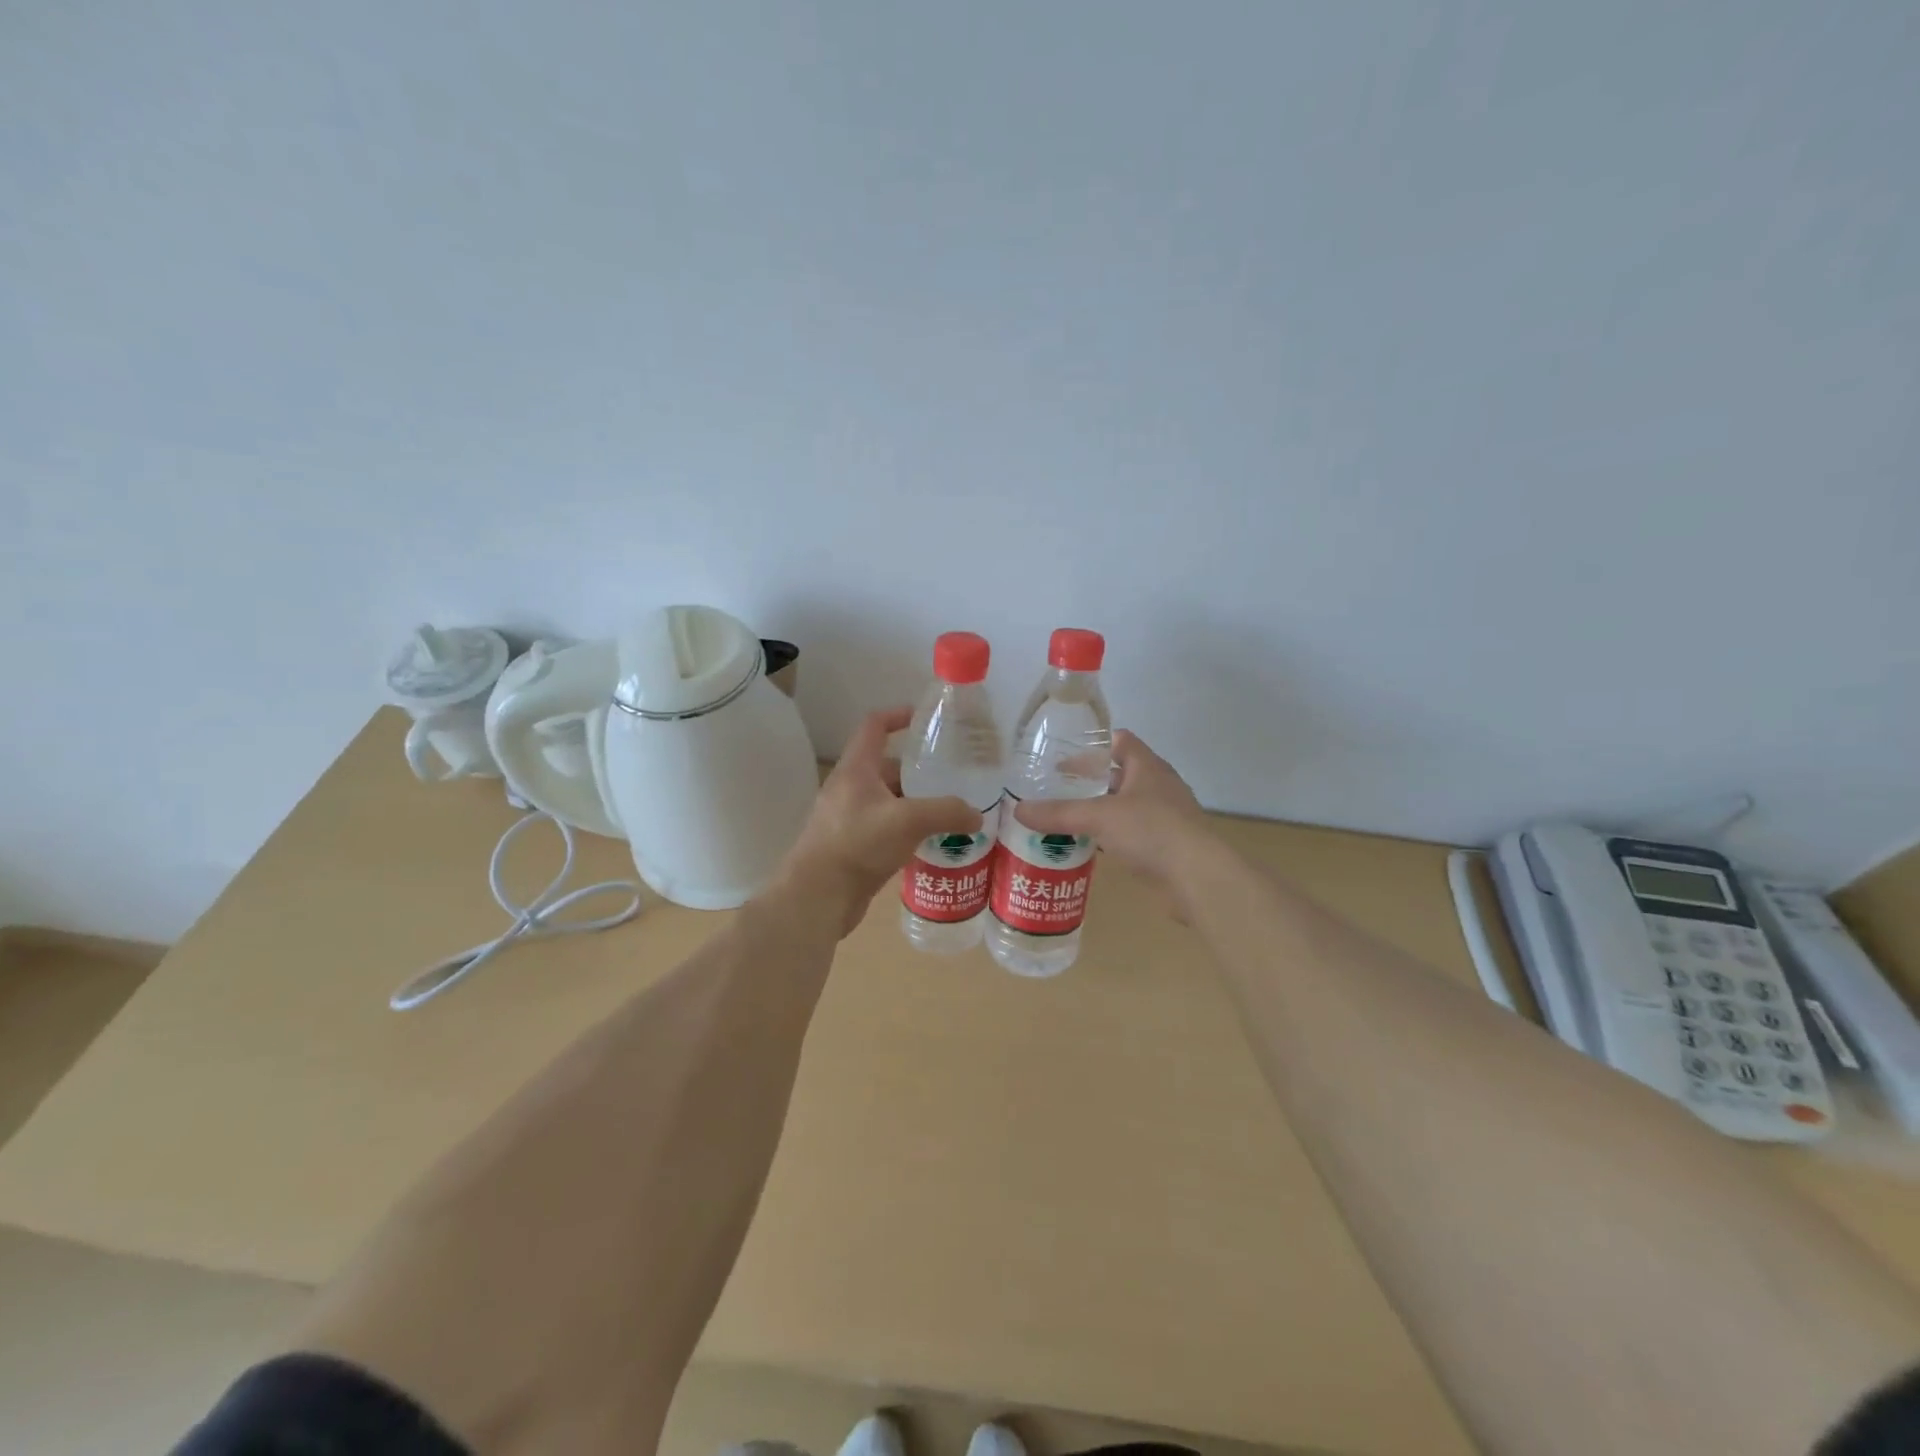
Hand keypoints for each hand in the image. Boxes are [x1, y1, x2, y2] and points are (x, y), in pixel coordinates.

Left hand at [773, 707, 982, 936]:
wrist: (818, 898)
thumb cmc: (857, 845)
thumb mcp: (908, 821)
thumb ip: (946, 812)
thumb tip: (977, 815)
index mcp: (856, 769)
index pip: (874, 726)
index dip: (898, 716)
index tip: (926, 719)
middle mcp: (850, 789)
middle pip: (888, 767)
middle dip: (920, 771)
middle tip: (955, 777)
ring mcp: (849, 819)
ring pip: (890, 801)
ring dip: (917, 804)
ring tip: (952, 812)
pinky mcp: (853, 847)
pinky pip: (886, 829)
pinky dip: (908, 830)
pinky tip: (931, 843)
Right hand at [1014, 731, 1216, 906]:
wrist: (1198, 877)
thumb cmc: (1152, 831)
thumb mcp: (1099, 817)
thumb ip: (1060, 813)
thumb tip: (1018, 809)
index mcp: (1148, 767)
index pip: (1121, 741)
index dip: (1094, 744)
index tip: (1064, 754)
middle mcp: (1159, 787)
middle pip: (1120, 774)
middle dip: (1090, 780)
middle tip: (1056, 788)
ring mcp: (1165, 817)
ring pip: (1125, 806)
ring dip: (1100, 811)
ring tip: (1066, 817)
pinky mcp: (1166, 846)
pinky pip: (1132, 833)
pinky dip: (1111, 836)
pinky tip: (1090, 847)